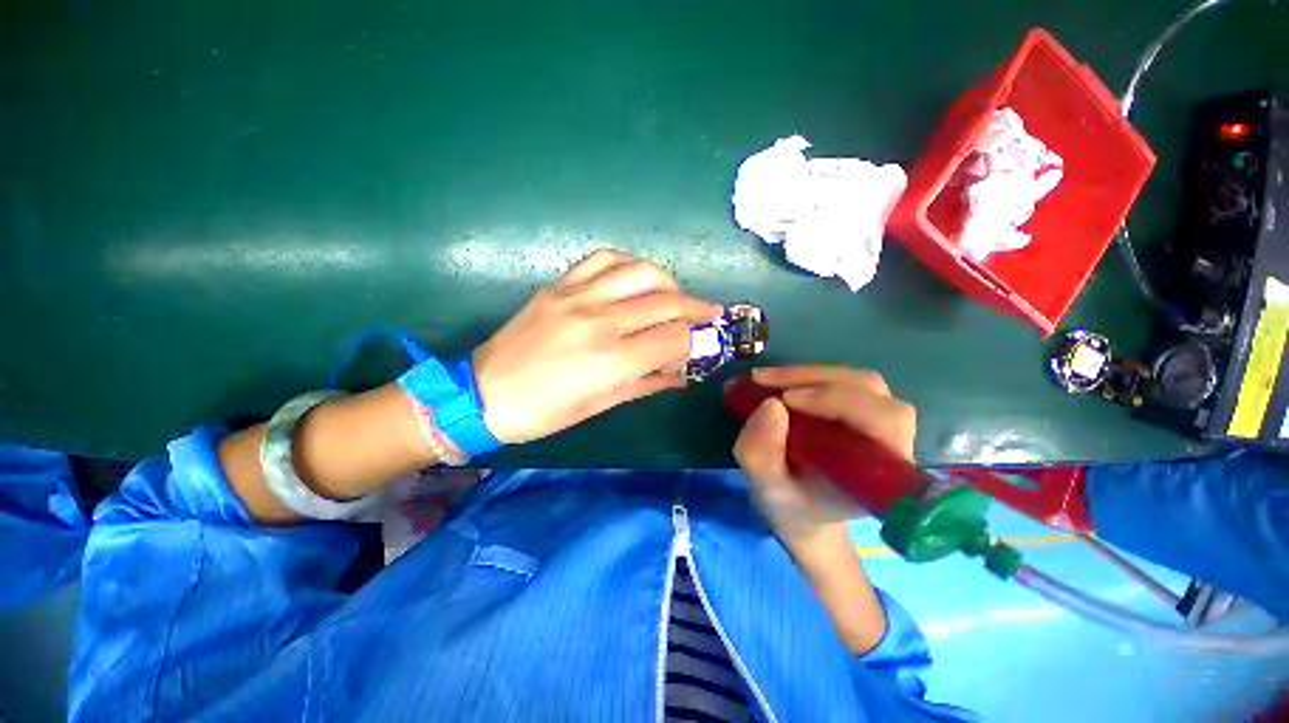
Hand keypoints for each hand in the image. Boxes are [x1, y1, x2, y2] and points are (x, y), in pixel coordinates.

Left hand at [473, 249, 721, 443]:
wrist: (484, 393)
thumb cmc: (543, 412)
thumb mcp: (599, 406)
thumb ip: (646, 384)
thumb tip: (680, 375)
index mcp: (611, 361)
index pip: (675, 338)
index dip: (693, 343)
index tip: (697, 349)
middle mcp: (601, 321)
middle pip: (667, 301)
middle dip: (697, 309)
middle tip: (708, 315)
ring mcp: (578, 296)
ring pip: (643, 270)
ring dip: (669, 282)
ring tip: (674, 297)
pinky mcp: (560, 284)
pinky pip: (604, 258)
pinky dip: (630, 264)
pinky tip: (636, 279)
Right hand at [732, 366, 916, 548]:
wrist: (804, 512)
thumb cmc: (793, 507)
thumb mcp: (767, 489)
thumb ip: (762, 455)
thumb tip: (770, 404)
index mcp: (881, 472)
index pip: (883, 420)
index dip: (839, 400)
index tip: (786, 400)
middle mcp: (890, 441)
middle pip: (869, 389)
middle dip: (813, 380)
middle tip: (764, 381)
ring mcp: (877, 421)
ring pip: (854, 379)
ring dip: (807, 374)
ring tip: (765, 380)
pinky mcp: (860, 409)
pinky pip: (841, 380)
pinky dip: (806, 376)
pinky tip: (777, 382)